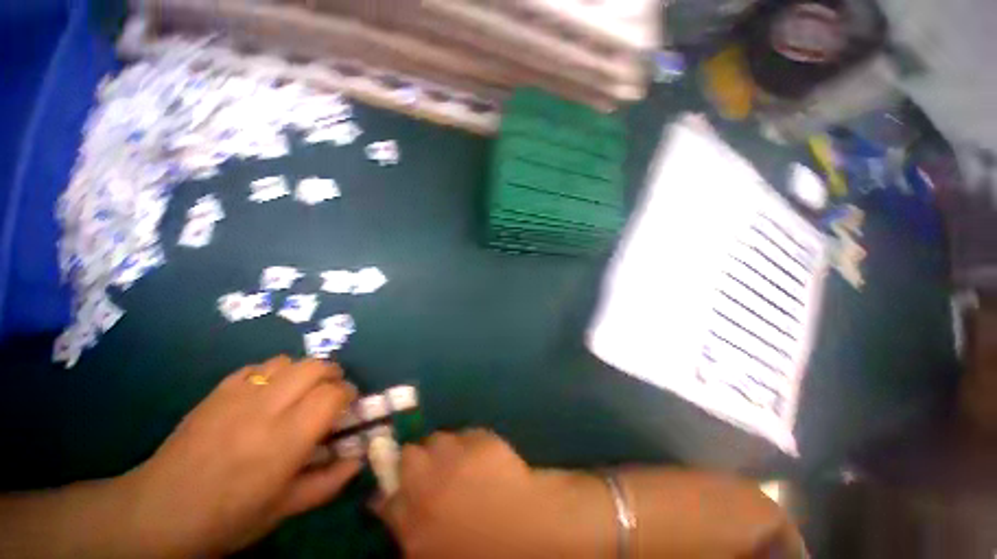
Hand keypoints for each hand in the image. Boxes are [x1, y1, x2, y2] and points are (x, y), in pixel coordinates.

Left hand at [122, 356, 360, 557]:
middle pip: (315, 366)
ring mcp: (238, 395)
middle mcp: (265, 409)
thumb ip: (329, 482)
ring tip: (301, 392)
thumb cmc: (228, 517)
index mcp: (285, 440)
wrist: (160, 511)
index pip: (333, 394)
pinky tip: (269, 393)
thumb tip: (359, 459)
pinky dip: (275, 373)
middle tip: (331, 394)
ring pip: (288, 361)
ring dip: (304, 371)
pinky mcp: (218, 391)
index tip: (348, 406)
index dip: (348, 394)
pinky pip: (259, 366)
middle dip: (333, 375)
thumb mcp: (285, 509)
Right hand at [372, 430, 613, 558]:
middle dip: (415, 460)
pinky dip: (470, 443)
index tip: (396, 487)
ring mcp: (455, 456)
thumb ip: (410, 530)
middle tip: (434, 471)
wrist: (530, 531)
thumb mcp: (434, 549)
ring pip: (438, 439)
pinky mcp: (480, 440)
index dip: (390, 487)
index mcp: (413, 521)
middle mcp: (427, 481)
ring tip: (462, 463)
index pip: (385, 496)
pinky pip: (466, 435)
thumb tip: (390, 508)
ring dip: (444, 449)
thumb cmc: (483, 550)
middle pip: (408, 455)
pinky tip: (485, 458)